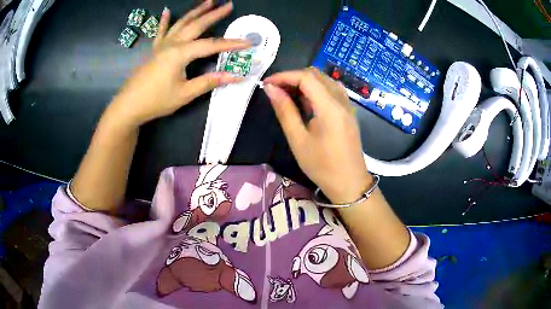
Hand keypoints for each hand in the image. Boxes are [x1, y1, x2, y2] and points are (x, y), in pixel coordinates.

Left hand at [108, 0, 250, 126]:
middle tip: (228, 5)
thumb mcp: (185, 93)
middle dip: (214, 15)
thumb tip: (235, 76)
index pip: (211, 45)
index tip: (248, 42)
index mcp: (180, 53)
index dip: (230, 44)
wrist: (129, 106)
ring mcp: (161, 45)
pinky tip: (166, 11)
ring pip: (181, 23)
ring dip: (195, 11)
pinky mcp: (154, 50)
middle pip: (197, 25)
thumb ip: (209, 82)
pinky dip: (164, 21)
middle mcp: (172, 44)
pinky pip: (161, 31)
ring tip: (207, 1)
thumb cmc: (156, 101)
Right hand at [264, 68, 371, 203]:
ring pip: (324, 80)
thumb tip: (270, 89)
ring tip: (287, 94)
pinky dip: (315, 89)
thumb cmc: (322, 166)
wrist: (349, 183)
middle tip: (275, 90)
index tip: (267, 84)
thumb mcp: (298, 140)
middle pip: (316, 75)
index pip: (306, 77)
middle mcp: (341, 100)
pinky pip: (331, 90)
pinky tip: (305, 101)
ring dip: (304, 82)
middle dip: (293, 77)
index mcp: (330, 107)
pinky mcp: (348, 111)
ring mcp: (347, 105)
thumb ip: (285, 111)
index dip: (284, 76)